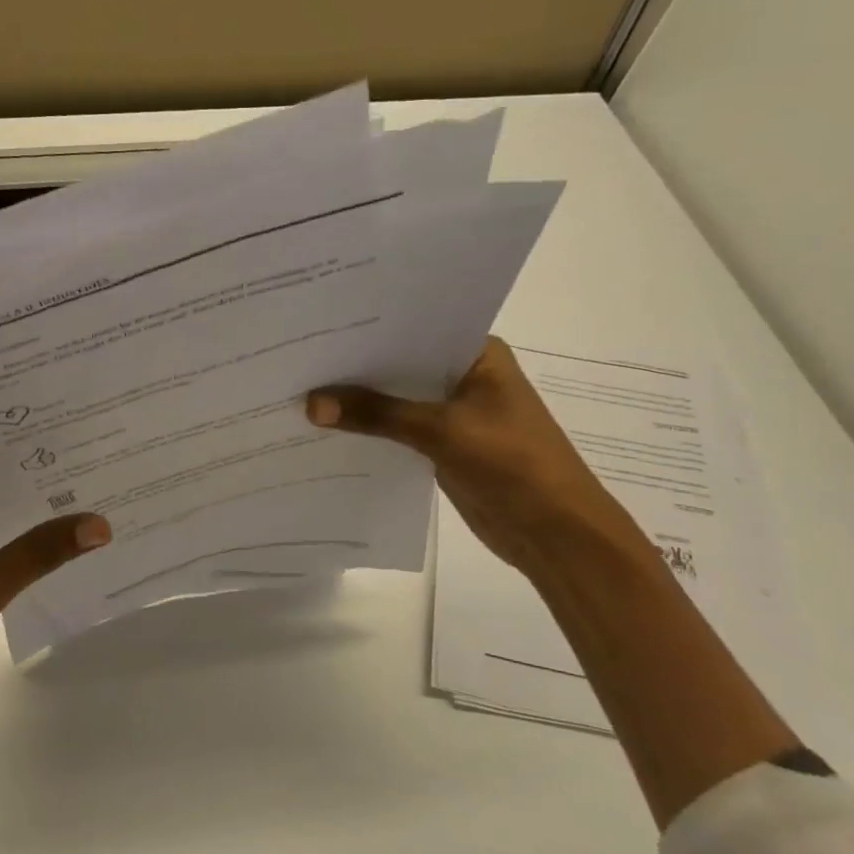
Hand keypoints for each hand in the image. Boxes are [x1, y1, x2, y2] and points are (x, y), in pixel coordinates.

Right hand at [307, 338, 640, 577]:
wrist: (555, 533)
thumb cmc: (513, 463)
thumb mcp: (442, 431)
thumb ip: (376, 413)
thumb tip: (310, 403)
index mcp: (476, 353)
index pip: (414, 326)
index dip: (368, 325)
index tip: (320, 320)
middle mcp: (463, 374)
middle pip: (400, 363)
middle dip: (356, 363)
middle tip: (298, 352)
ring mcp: (452, 411)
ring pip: (396, 397)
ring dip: (360, 398)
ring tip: (300, 385)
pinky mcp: (441, 444)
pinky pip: (396, 428)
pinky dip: (369, 428)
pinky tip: (326, 425)